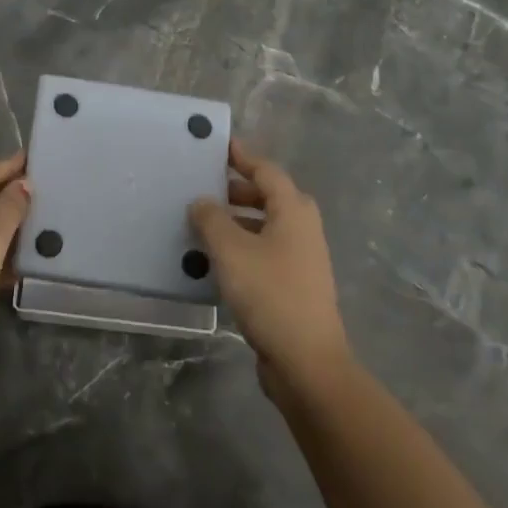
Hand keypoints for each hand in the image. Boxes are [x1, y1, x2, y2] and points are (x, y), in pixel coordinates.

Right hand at [190, 140, 350, 397]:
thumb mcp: (231, 251)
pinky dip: (243, 246)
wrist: (307, 362)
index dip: (243, 156)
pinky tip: (217, 260)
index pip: (266, 171)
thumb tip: (201, 201)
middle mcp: (302, 229)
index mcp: (293, 211)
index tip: (220, 145)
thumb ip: (211, 220)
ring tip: (203, 223)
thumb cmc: (270, 294)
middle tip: (204, 186)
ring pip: (266, 226)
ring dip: (237, 220)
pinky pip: (265, 252)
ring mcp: (302, 259)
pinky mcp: (294, 285)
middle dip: (237, 189)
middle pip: (269, 197)